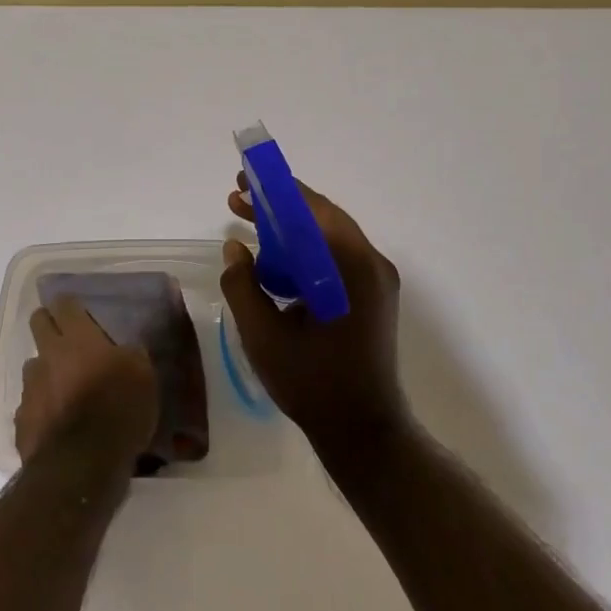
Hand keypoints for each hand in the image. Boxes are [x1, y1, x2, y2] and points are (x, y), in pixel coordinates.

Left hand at [17, 296, 158, 468]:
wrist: (82, 464)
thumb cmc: (119, 410)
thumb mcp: (143, 376)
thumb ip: (130, 356)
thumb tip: (124, 351)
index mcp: (78, 339)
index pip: (64, 305)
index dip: (68, 304)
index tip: (75, 308)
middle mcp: (48, 355)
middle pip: (38, 324)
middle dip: (48, 324)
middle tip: (66, 337)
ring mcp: (30, 387)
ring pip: (33, 366)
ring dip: (46, 370)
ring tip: (63, 387)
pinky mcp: (21, 419)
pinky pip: (30, 404)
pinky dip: (42, 407)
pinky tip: (56, 421)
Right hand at [220, 175, 409, 463]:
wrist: (363, 431)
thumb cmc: (312, 383)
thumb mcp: (263, 335)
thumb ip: (243, 285)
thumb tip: (234, 249)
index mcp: (351, 267)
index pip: (312, 209)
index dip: (276, 190)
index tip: (244, 179)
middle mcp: (372, 264)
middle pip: (321, 218)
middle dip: (278, 207)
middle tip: (237, 199)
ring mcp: (376, 281)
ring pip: (328, 237)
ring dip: (290, 228)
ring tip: (247, 225)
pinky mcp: (372, 296)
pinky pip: (336, 258)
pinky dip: (305, 251)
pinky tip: (273, 262)